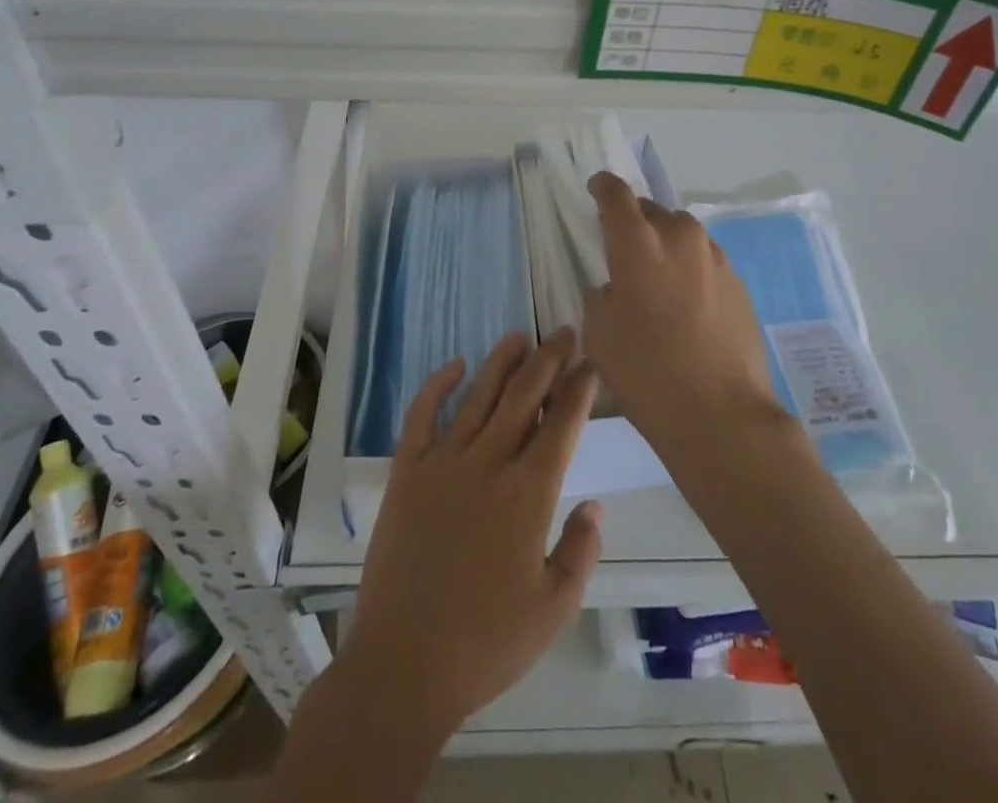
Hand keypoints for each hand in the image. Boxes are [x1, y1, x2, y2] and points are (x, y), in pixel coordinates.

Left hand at [338, 328, 602, 742]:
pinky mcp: (406, 472)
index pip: (561, 424)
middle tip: (563, 332)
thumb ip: (580, 550)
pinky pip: (422, 415)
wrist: (404, 665)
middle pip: (524, 396)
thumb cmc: (487, 644)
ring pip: (479, 396)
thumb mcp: (554, 609)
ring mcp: (443, 463)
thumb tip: (594, 504)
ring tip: (519, 336)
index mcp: (528, 493)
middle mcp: (488, 463)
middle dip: (548, 360)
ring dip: (501, 362)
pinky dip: (438, 385)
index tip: (590, 363)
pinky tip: (455, 365)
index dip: (578, 388)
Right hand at [583, 172, 780, 462]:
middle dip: (634, 222)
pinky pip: (704, 262)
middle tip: (623, 249)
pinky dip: (690, 271)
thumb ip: (602, 294)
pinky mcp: (738, 283)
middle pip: (651, 211)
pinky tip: (687, 307)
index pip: (616, 194)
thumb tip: (618, 287)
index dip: (603, 187)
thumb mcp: (599, 332)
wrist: (721, 414)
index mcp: (638, 242)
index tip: (596, 189)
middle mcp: (680, 237)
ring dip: (665, 247)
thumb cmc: (646, 371)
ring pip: (681, 236)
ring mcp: (715, 258)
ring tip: (658, 281)